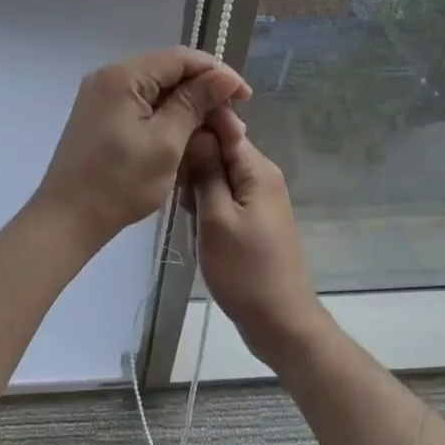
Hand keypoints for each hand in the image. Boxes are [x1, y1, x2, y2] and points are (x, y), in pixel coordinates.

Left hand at [31, 46, 250, 250]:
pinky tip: (185, 135)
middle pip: (167, 71)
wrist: (66, 219)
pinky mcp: (99, 116)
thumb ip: (195, 103)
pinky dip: (165, 117)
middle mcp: (108, 76)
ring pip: (155, 89)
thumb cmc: (120, 182)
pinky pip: (140, 105)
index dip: (216, 73)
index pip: (180, 58)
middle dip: (203, 91)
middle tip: (232, 119)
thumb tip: (225, 76)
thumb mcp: (166, 142)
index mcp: (123, 76)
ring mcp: (101, 96)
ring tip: (214, 130)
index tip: (245, 97)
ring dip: (186, 106)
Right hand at [185, 107, 330, 368]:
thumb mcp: (216, 218)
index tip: (166, 134)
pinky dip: (206, 201)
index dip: (195, 123)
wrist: (279, 321)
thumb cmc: (244, 270)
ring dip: (197, 184)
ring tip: (182, 208)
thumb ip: (205, 171)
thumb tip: (197, 128)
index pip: (224, 124)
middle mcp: (262, 174)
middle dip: (193, 159)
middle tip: (173, 185)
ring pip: (218, 171)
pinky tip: (193, 221)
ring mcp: (259, 196)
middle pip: (220, 146)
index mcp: (257, 169)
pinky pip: (224, 192)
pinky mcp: (253, 215)